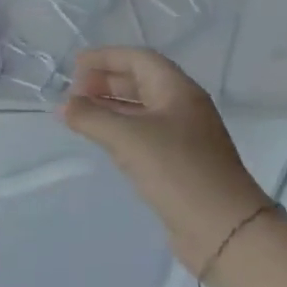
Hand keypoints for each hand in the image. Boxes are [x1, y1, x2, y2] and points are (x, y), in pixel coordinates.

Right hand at [59, 47, 270, 274]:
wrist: (223, 228)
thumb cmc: (176, 170)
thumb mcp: (127, 138)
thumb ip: (91, 117)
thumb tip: (64, 106)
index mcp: (178, 90)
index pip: (139, 59)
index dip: (105, 58)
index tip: (73, 65)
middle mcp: (183, 107)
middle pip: (141, 82)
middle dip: (105, 82)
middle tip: (73, 92)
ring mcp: (184, 136)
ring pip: (141, 110)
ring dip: (110, 107)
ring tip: (79, 114)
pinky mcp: (179, 162)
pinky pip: (144, 134)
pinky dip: (119, 130)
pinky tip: (101, 140)